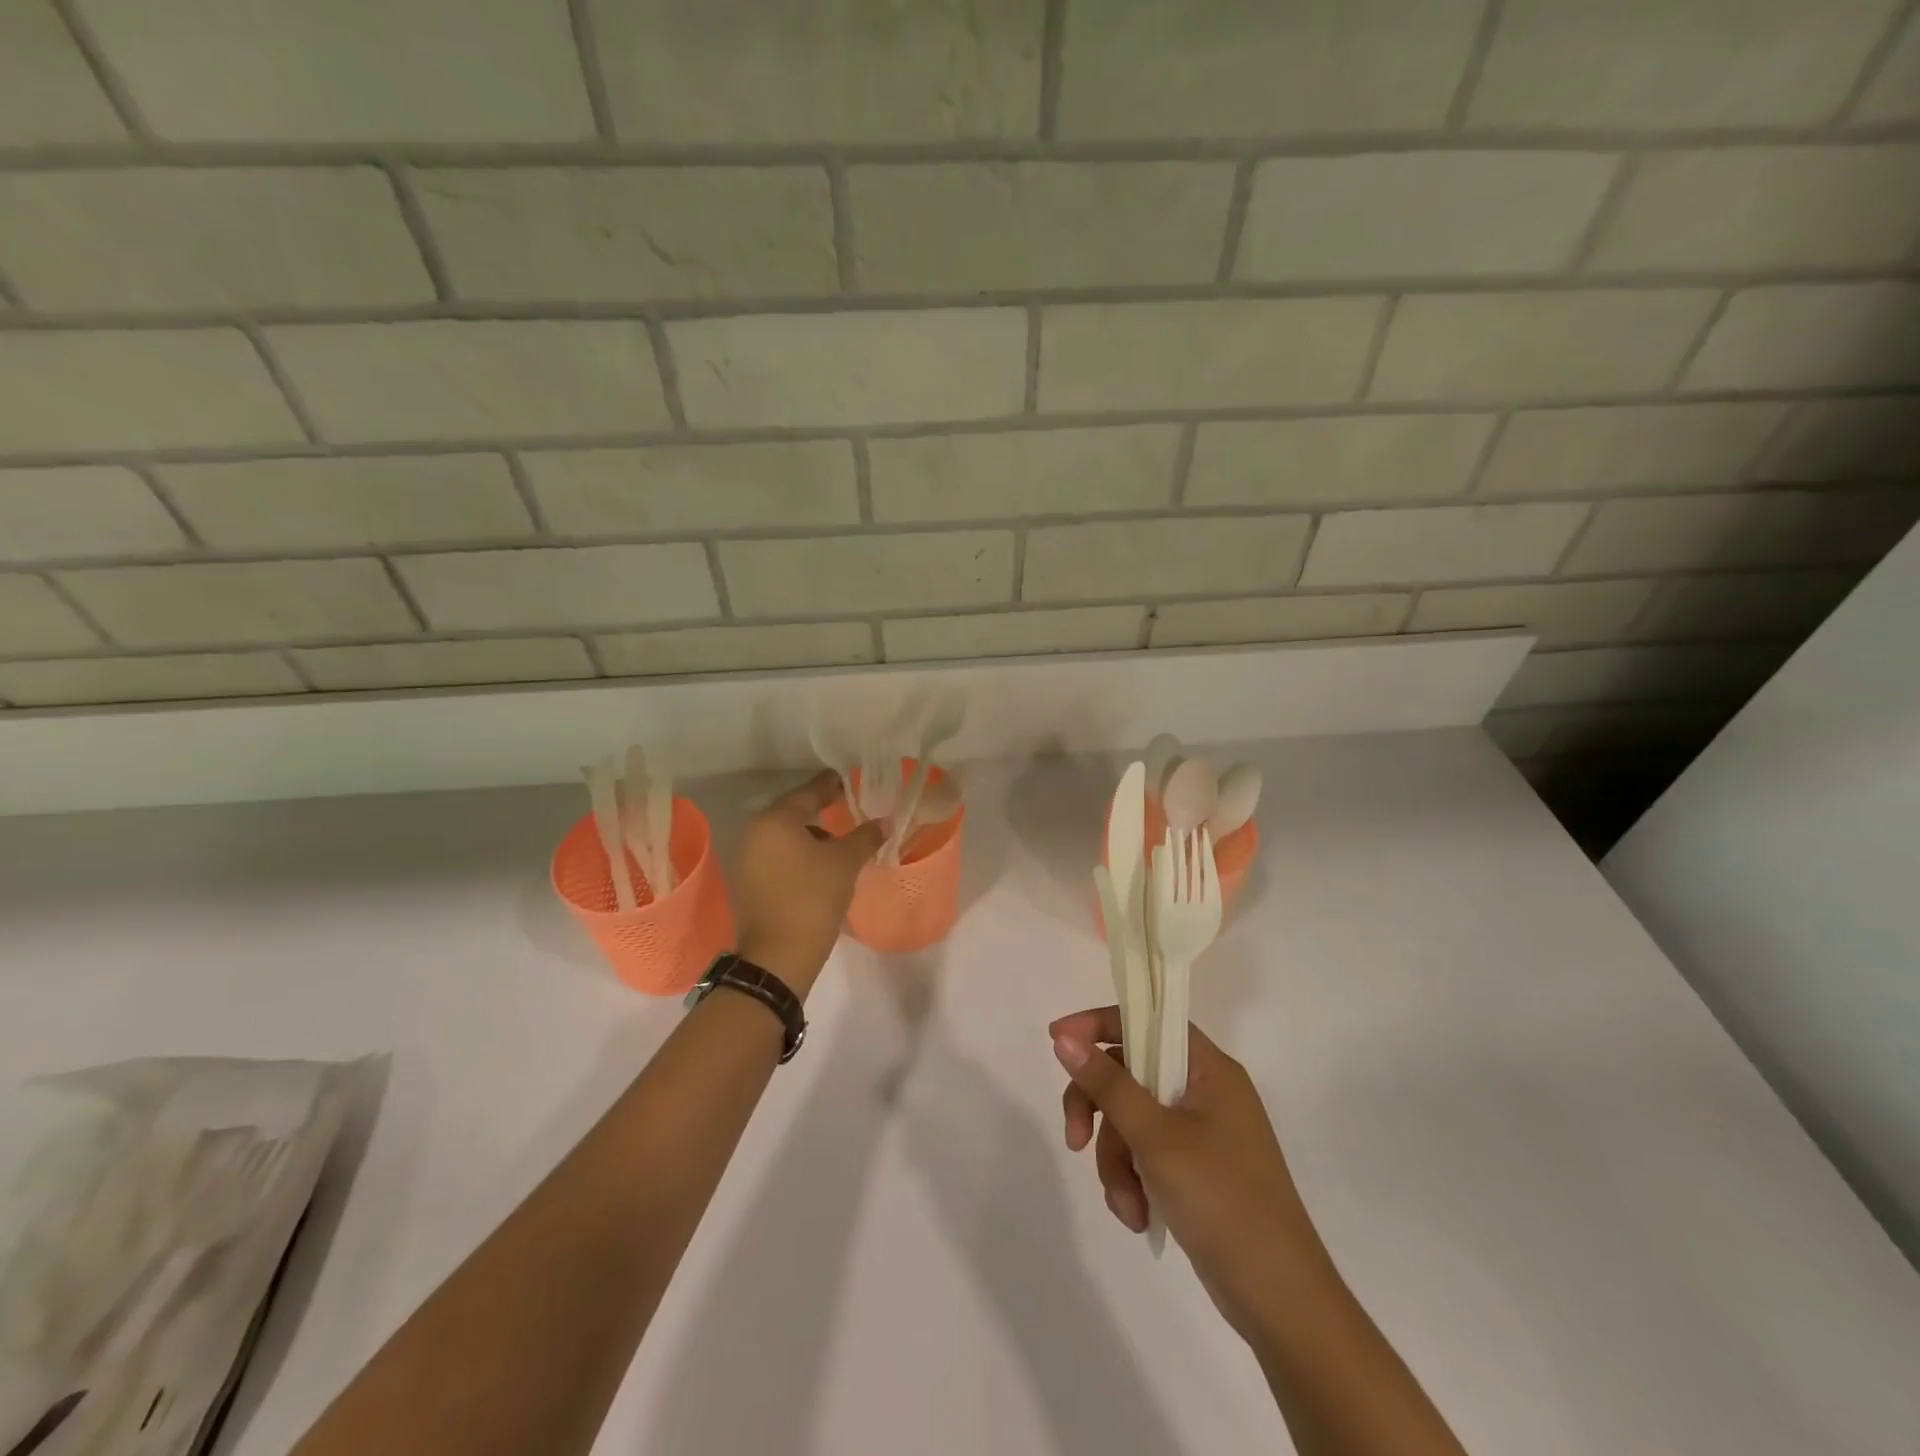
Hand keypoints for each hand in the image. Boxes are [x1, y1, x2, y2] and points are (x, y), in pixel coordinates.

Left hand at [733, 771, 884, 995]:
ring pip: (786, 835)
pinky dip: (800, 854)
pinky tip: (821, 866)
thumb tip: (886, 821)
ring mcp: (748, 858)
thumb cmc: (812, 898)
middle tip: (849, 806)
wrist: (778, 957)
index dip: (833, 785)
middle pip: (794, 811)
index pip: (810, 792)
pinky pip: (779, 855)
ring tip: (840, 843)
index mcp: (775, 820)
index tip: (851, 781)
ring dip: (812, 834)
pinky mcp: (749, 881)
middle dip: (822, 809)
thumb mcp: (845, 863)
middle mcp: (755, 832)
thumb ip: (865, 836)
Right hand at [1051, 1007, 1331, 1339]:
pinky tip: (1137, 1216)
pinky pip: (1144, 1155)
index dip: (1098, 1025)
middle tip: (1075, 1141)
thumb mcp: (1156, 1138)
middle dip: (1099, 1113)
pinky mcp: (1194, 1170)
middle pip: (1129, 1074)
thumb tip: (1064, 1039)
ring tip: (1126, 1205)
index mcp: (1209, 1069)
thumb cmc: (1222, 1201)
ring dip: (1117, 1162)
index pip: (1147, 1021)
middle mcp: (1205, 1091)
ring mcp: (1201, 1132)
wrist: (1279, 1300)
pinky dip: (1133, 1182)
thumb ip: (1108, 1085)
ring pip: (1131, 1121)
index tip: (1057, 1041)